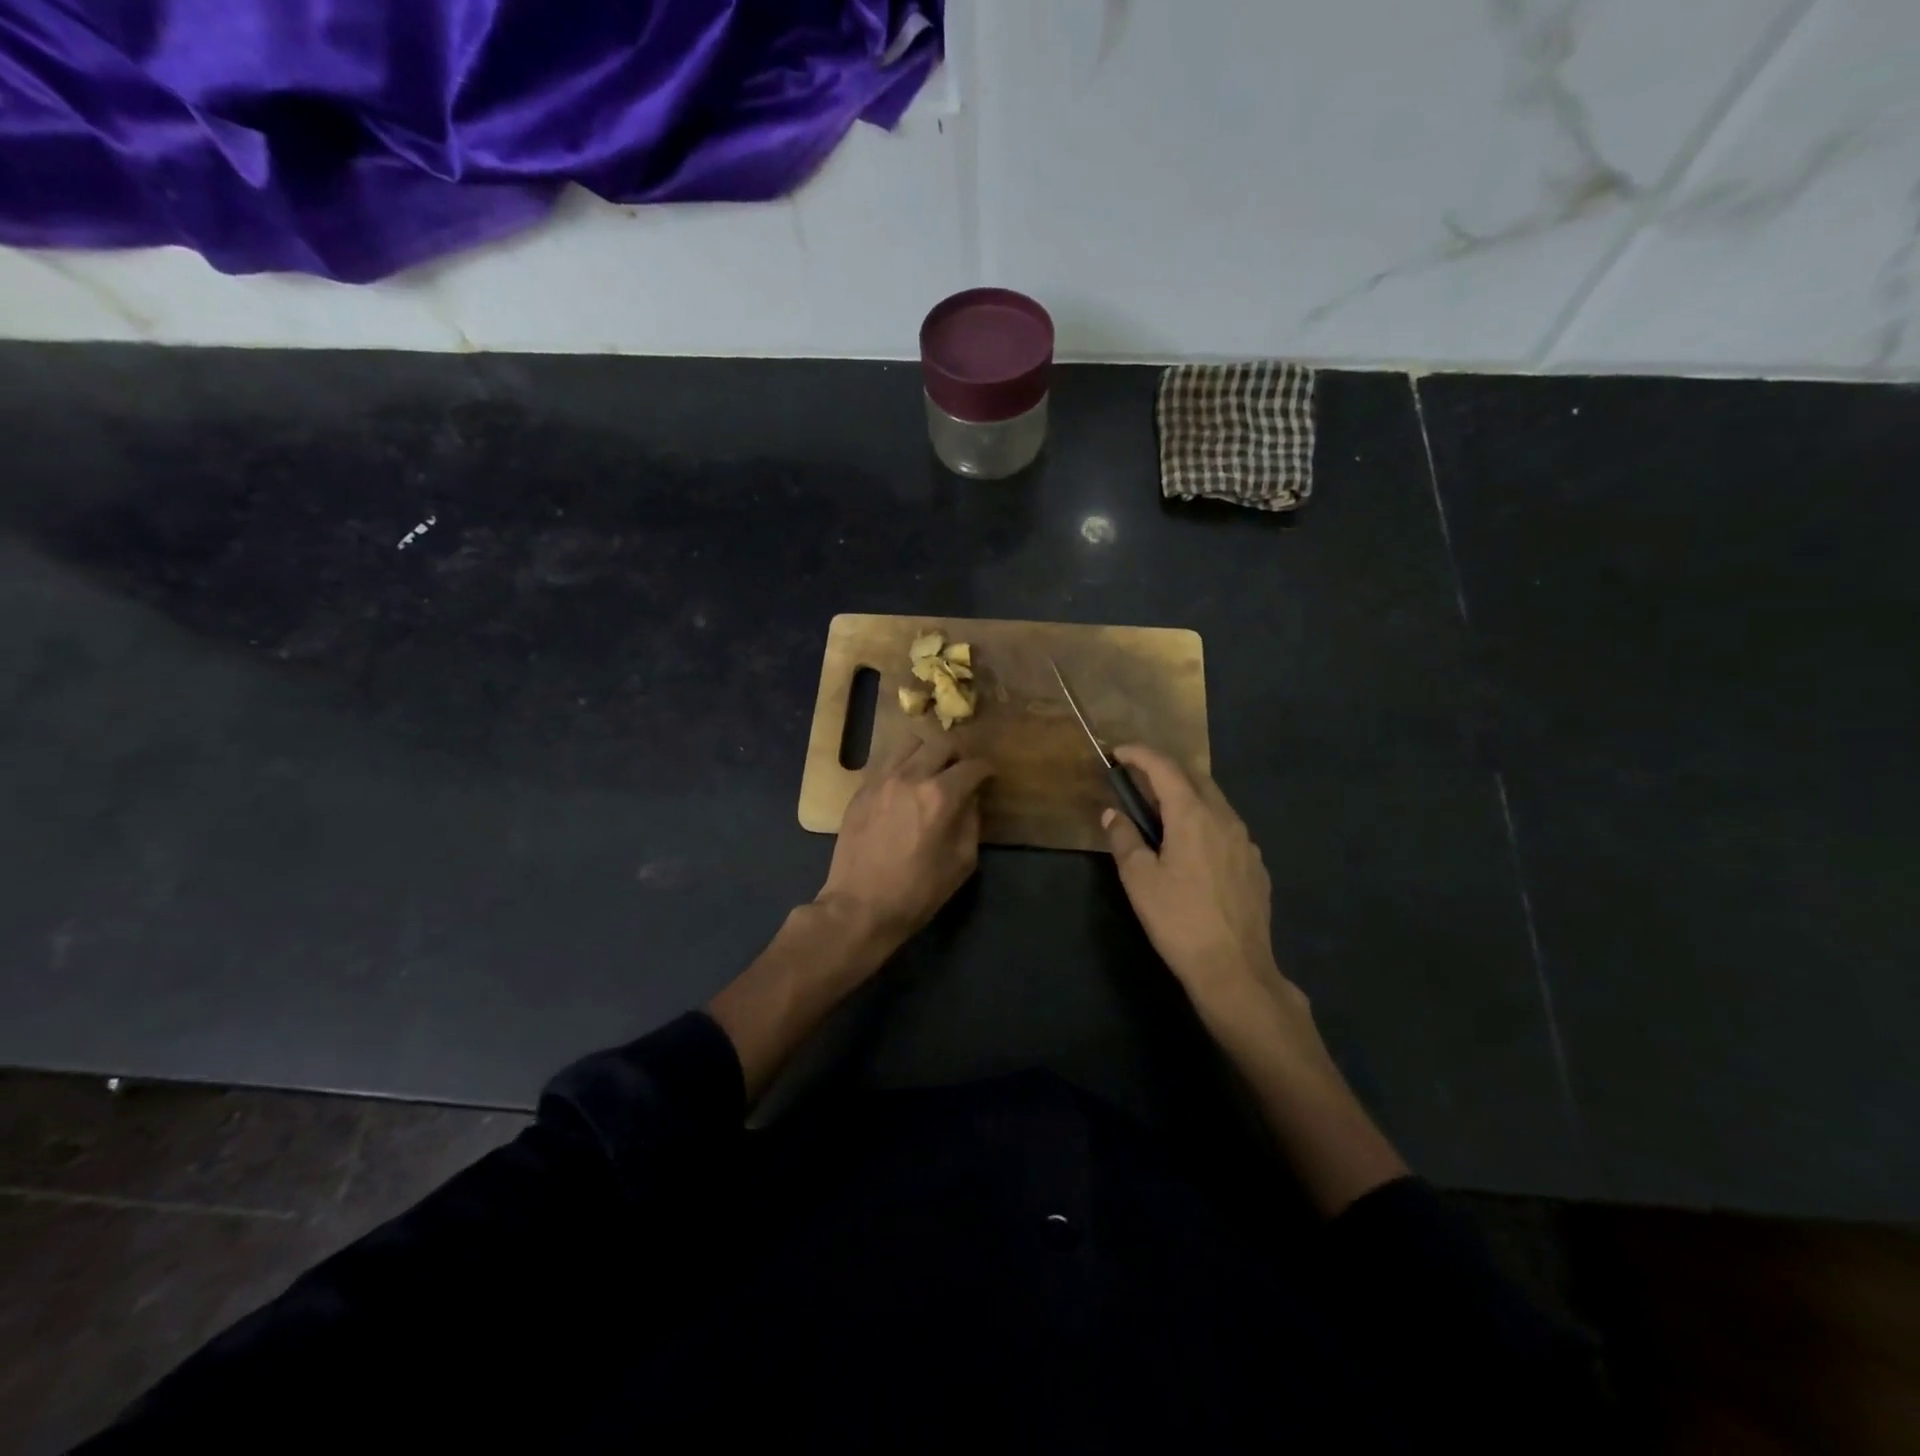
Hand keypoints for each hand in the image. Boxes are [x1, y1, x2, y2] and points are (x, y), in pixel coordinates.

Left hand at [818, 738, 992, 952]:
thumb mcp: (961, 862)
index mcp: (940, 796)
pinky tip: (904, 785)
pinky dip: (901, 764)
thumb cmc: (917, 892)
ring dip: (927, 752)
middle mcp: (910, 777)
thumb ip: (971, 822)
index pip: (972, 766)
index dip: (986, 769)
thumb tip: (970, 799)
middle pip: (941, 743)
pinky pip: (885, 761)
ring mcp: (881, 780)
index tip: (989, 776)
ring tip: (930, 771)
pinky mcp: (861, 789)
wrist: (860, 907)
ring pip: (909, 743)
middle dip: (958, 754)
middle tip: (961, 771)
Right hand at [1101, 746, 1303, 1031]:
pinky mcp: (1255, 865)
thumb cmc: (1179, 920)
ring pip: (1215, 801)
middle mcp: (1225, 819)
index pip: (1165, 768)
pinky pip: (1227, 827)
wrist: (1234, 969)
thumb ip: (1124, 839)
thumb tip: (1113, 815)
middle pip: (1195, 777)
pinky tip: (1192, 846)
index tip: (1118, 753)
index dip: (1139, 754)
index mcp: (1193, 816)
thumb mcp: (1139, 880)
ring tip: (1162, 810)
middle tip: (1138, 779)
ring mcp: (1246, 842)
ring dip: (1187, 794)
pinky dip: (1205, 820)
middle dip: (1165, 769)